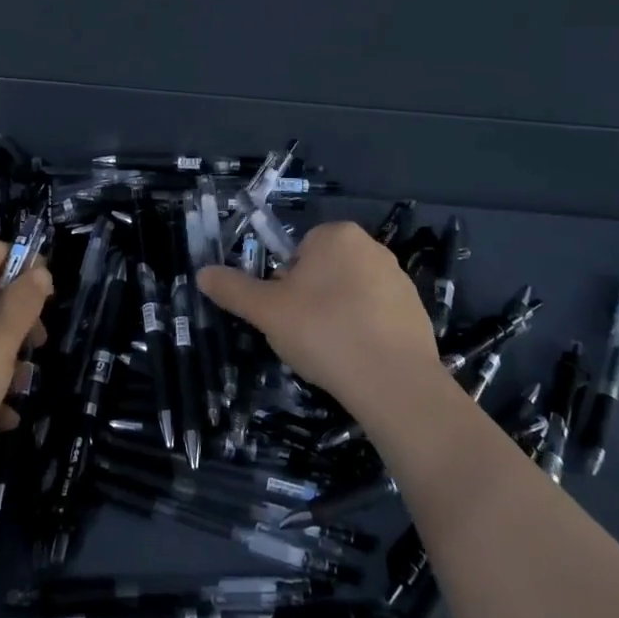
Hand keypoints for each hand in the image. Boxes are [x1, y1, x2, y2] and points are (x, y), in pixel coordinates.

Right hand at [197, 222, 438, 427]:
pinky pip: (377, 317)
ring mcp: (399, 279)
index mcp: (336, 235)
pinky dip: (365, 333)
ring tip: (332, 352)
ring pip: (350, 295)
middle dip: (311, 299)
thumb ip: (234, 289)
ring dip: (338, 316)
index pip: (298, 252)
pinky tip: (358, 361)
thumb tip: (202, 273)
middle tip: (304, 334)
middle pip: (324, 271)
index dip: (286, 284)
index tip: (286, 314)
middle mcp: (372, 247)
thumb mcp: (266, 311)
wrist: (394, 382)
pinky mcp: (417, 311)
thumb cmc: (324, 332)